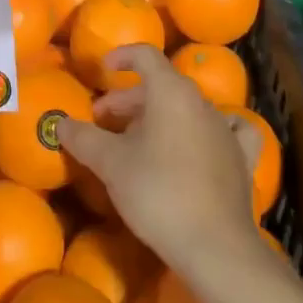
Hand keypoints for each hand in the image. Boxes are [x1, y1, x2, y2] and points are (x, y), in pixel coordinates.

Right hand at [58, 46, 262, 275]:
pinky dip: (207, 130)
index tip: (104, 70)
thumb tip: (60, 122)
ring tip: (137, 141)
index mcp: (171, 91)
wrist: (215, 247)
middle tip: (103, 122)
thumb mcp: (111, 164)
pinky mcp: (242, 158)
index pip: (145, 55)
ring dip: (159, 117)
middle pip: (161, 85)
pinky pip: (225, 131)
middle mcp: (201, 102)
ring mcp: (225, 129)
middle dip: (129, 100)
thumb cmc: (158, 193)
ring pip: (187, 109)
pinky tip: (203, 140)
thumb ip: (83, 138)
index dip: (122, 56)